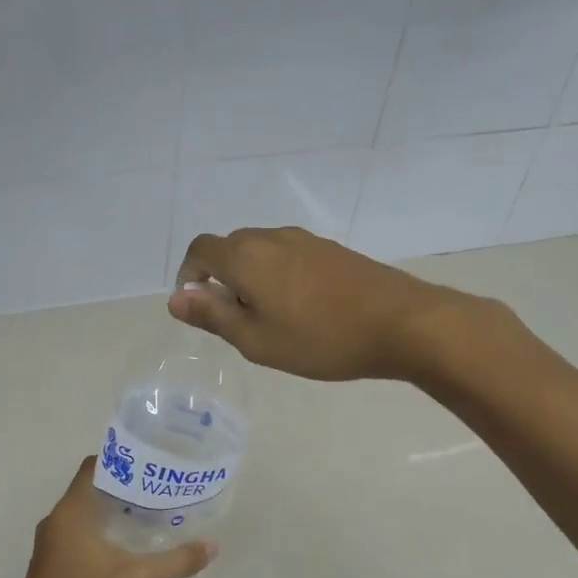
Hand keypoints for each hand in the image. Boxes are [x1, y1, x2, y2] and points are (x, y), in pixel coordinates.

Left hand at [0, 458, 216, 577]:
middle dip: (123, 487)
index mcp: (70, 514)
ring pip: (84, 514)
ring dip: (112, 511)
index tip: (150, 462)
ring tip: (150, 514)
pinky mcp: (51, 565)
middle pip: (90, 489)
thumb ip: (176, 561)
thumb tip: (212, 545)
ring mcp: (50, 545)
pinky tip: (127, 546)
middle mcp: (55, 522)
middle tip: (159, 488)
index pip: (92, 468)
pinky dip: (101, 531)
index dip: (120, 460)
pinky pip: (78, 534)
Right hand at [170, 226, 490, 381]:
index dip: (189, 274)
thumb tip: (175, 298)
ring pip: (261, 252)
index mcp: (246, 256)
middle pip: (230, 248)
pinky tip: (301, 310)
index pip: (200, 249)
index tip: (198, 307)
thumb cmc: (320, 338)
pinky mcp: (332, 250)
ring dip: (252, 278)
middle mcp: (272, 237)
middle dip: (221, 279)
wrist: (403, 323)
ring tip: (270, 319)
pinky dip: (279, 277)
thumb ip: (212, 316)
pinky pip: (288, 256)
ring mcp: (306, 240)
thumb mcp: (256, 340)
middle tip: (236, 322)